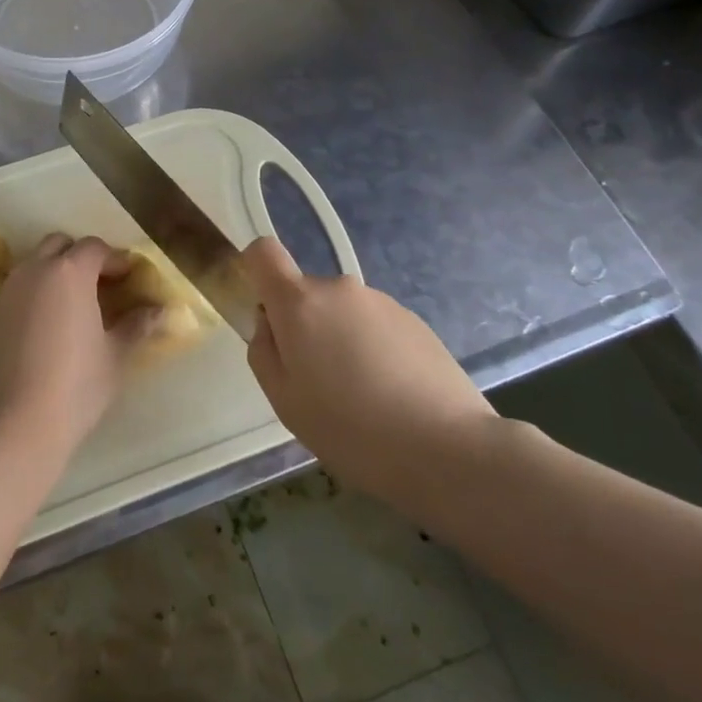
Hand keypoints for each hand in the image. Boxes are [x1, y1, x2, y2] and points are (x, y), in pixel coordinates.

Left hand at [0, 234, 159, 459]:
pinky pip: (14, 296)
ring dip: (54, 276)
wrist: (10, 427)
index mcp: (69, 273)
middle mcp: (33, 272)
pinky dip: (32, 301)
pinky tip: (43, 335)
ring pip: (32, 267)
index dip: (114, 259)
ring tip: (72, 310)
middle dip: (80, 257)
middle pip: (58, 245)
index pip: (94, 247)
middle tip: (100, 286)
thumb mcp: (114, 357)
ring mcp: (5, 294)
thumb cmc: (74, 387)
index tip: (129, 278)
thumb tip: (160, 312)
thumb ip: (137, 326)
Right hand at [243, 237, 496, 507]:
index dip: (256, 271)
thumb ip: (264, 351)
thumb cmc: (349, 428)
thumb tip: (270, 324)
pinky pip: (375, 326)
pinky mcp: (415, 320)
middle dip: (303, 326)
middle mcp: (339, 289)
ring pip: (342, 312)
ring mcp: (381, 301)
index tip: (265, 312)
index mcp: (300, 303)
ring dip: (340, 339)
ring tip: (361, 395)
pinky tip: (391, 394)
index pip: (264, 253)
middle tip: (317, 381)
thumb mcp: (284, 400)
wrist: (445, 448)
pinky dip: (372, 349)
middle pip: (305, 293)